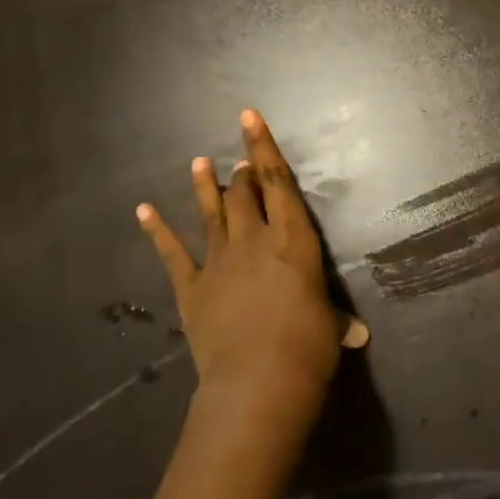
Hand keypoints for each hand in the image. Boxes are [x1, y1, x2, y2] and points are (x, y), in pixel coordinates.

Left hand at [138, 110, 342, 449]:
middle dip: (242, 174)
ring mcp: (219, 262)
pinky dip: (156, 230)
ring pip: (210, 213)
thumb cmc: (308, 348)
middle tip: (240, 165)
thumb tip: (356, 333)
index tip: (249, 116)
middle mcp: (254, 240)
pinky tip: (143, 210)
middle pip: (244, 195)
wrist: (258, 382)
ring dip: (204, 187)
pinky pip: (172, 253)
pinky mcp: (192, 288)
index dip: (264, 148)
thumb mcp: (330, 329)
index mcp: (293, 241)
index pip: (279, 184)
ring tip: (199, 163)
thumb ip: (336, 322)